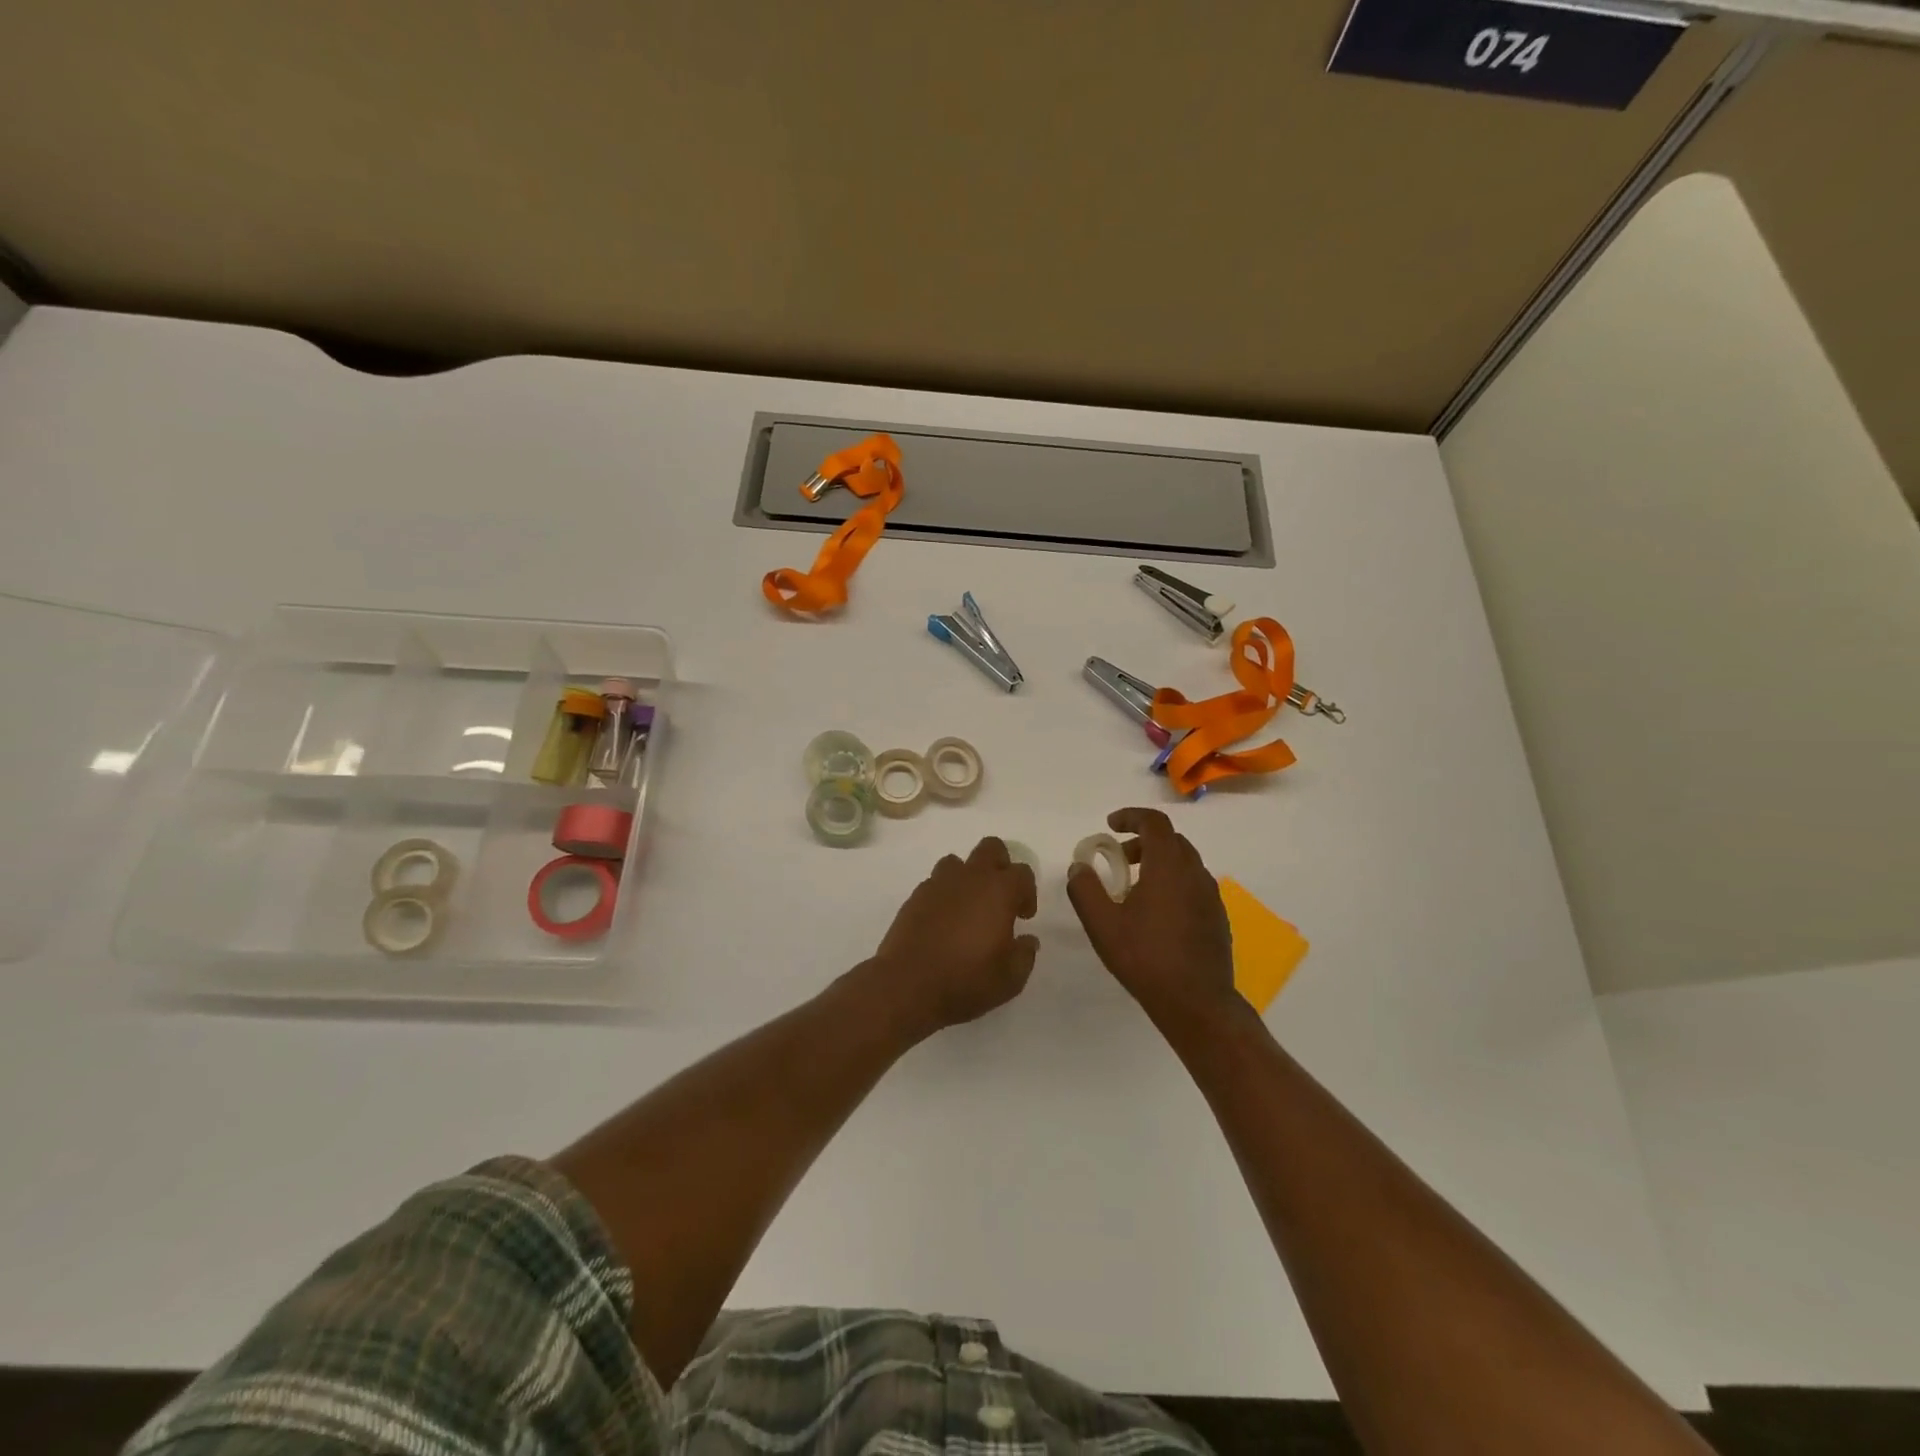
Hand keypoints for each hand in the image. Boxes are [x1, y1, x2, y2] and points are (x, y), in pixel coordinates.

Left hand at [869, 837, 1038, 1037]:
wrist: (907, 986)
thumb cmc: (967, 980)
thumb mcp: (1011, 978)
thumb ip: (1025, 954)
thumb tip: (1028, 940)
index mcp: (999, 891)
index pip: (1022, 872)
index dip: (1028, 892)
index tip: (1023, 917)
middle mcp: (969, 877)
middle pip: (990, 848)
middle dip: (1000, 866)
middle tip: (1000, 899)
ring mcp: (938, 884)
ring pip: (957, 862)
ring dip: (967, 878)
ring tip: (968, 908)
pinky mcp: (915, 897)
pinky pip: (935, 883)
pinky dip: (944, 895)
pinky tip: (943, 922)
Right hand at [1067, 808, 1236, 1026]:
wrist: (1197, 1003)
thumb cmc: (1146, 958)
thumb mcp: (1102, 924)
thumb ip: (1085, 889)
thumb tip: (1079, 867)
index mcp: (1168, 866)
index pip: (1154, 823)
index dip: (1131, 817)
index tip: (1110, 826)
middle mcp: (1195, 873)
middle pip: (1171, 840)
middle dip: (1142, 841)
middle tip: (1118, 858)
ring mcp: (1211, 896)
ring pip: (1185, 863)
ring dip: (1158, 862)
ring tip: (1134, 887)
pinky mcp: (1217, 918)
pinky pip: (1193, 885)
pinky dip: (1173, 883)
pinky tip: (1156, 913)